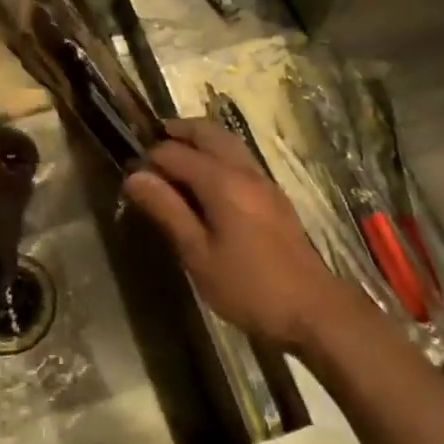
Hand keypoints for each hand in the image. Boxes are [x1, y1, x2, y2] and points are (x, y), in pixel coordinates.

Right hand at [124, 119, 337, 350]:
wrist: (313, 311)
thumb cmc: (249, 287)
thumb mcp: (198, 254)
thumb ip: (167, 210)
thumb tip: (134, 176)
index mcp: (223, 181)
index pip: (175, 152)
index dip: (149, 159)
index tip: (130, 174)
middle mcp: (244, 170)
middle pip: (207, 132)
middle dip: (176, 133)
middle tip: (149, 148)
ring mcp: (263, 181)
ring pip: (226, 142)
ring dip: (198, 141)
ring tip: (173, 162)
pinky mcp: (274, 196)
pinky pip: (239, 159)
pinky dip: (216, 155)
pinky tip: (204, 183)